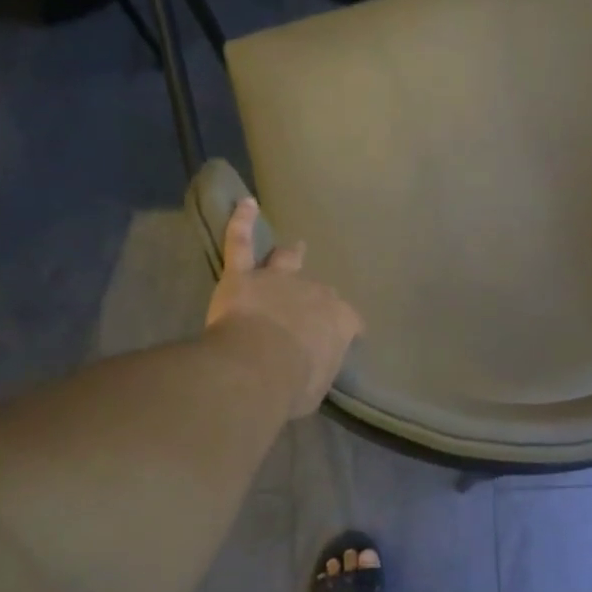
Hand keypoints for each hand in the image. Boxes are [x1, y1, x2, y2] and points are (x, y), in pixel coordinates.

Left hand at [205, 198, 363, 419]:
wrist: (259, 365)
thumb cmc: (293, 385)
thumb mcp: (316, 388)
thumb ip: (316, 371)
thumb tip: (311, 370)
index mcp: (338, 322)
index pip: (350, 323)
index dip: (347, 330)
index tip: (345, 339)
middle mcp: (314, 294)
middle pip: (319, 292)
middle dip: (315, 299)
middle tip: (309, 309)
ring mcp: (278, 280)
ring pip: (286, 261)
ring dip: (291, 255)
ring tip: (295, 246)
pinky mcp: (243, 276)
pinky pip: (241, 243)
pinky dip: (242, 222)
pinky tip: (245, 204)